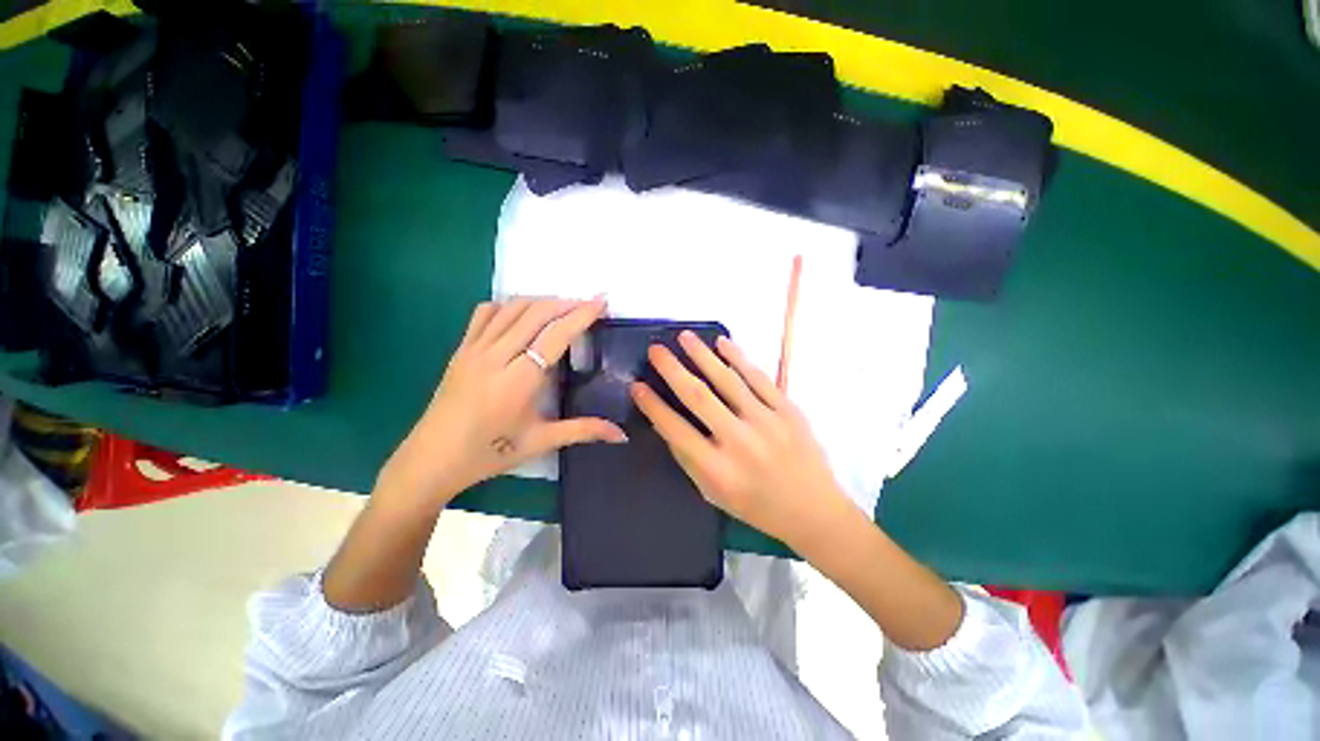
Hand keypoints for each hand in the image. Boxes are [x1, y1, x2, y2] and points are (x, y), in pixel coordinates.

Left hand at [380, 298, 625, 507]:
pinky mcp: (461, 349)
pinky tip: (522, 313)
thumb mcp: (541, 441)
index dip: (581, 315)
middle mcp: (496, 356)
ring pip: (512, 308)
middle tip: (589, 303)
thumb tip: (622, 435)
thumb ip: (584, 431)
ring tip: (563, 305)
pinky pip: (485, 314)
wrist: (432, 460)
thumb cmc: (489, 453)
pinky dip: (509, 305)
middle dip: (566, 302)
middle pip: (536, 313)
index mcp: (519, 380)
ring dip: (541, 301)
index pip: (555, 335)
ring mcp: (475, 349)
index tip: (601, 301)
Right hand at [631, 331, 855, 547]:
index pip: (675, 430)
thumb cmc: (756, 505)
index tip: (637, 386)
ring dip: (702, 355)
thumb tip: (667, 422)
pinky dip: (738, 357)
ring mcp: (767, 422)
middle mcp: (739, 442)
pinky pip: (759, 378)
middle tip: (655, 349)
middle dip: (672, 369)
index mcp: (717, 470)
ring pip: (728, 380)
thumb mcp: (713, 493)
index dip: (653, 406)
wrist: (814, 510)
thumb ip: (688, 458)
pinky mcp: (788, 410)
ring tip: (684, 336)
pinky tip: (722, 342)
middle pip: (698, 397)